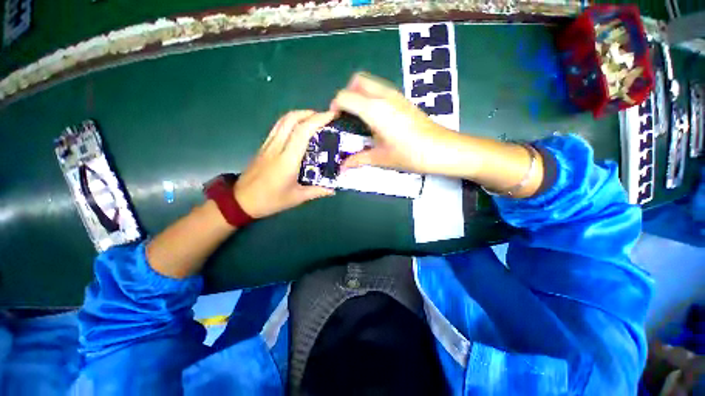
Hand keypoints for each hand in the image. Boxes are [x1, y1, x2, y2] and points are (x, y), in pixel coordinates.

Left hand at [234, 111, 335, 218]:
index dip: (318, 120)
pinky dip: (291, 121)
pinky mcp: (264, 146)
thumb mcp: (297, 198)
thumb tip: (333, 189)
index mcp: (287, 160)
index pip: (303, 131)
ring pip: (283, 120)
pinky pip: (278, 126)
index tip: (332, 115)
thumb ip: (317, 191)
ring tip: (314, 119)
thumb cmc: (271, 200)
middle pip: (292, 118)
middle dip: (310, 113)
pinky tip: (299, 128)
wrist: (241, 200)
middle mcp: (277, 147)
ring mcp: (268, 144)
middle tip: (325, 117)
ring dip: (300, 115)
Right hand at [331, 72, 462, 174]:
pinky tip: (375, 119)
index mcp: (374, 109)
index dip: (335, 106)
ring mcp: (396, 95)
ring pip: (370, 83)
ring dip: (359, 95)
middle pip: (357, 81)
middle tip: (346, 115)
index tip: (335, 121)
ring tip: (359, 118)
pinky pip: (381, 90)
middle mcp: (384, 96)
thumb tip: (342, 167)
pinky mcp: (403, 100)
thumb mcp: (381, 158)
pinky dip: (371, 98)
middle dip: (347, 94)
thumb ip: (359, 159)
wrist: (442, 149)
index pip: (345, 96)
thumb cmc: (410, 154)